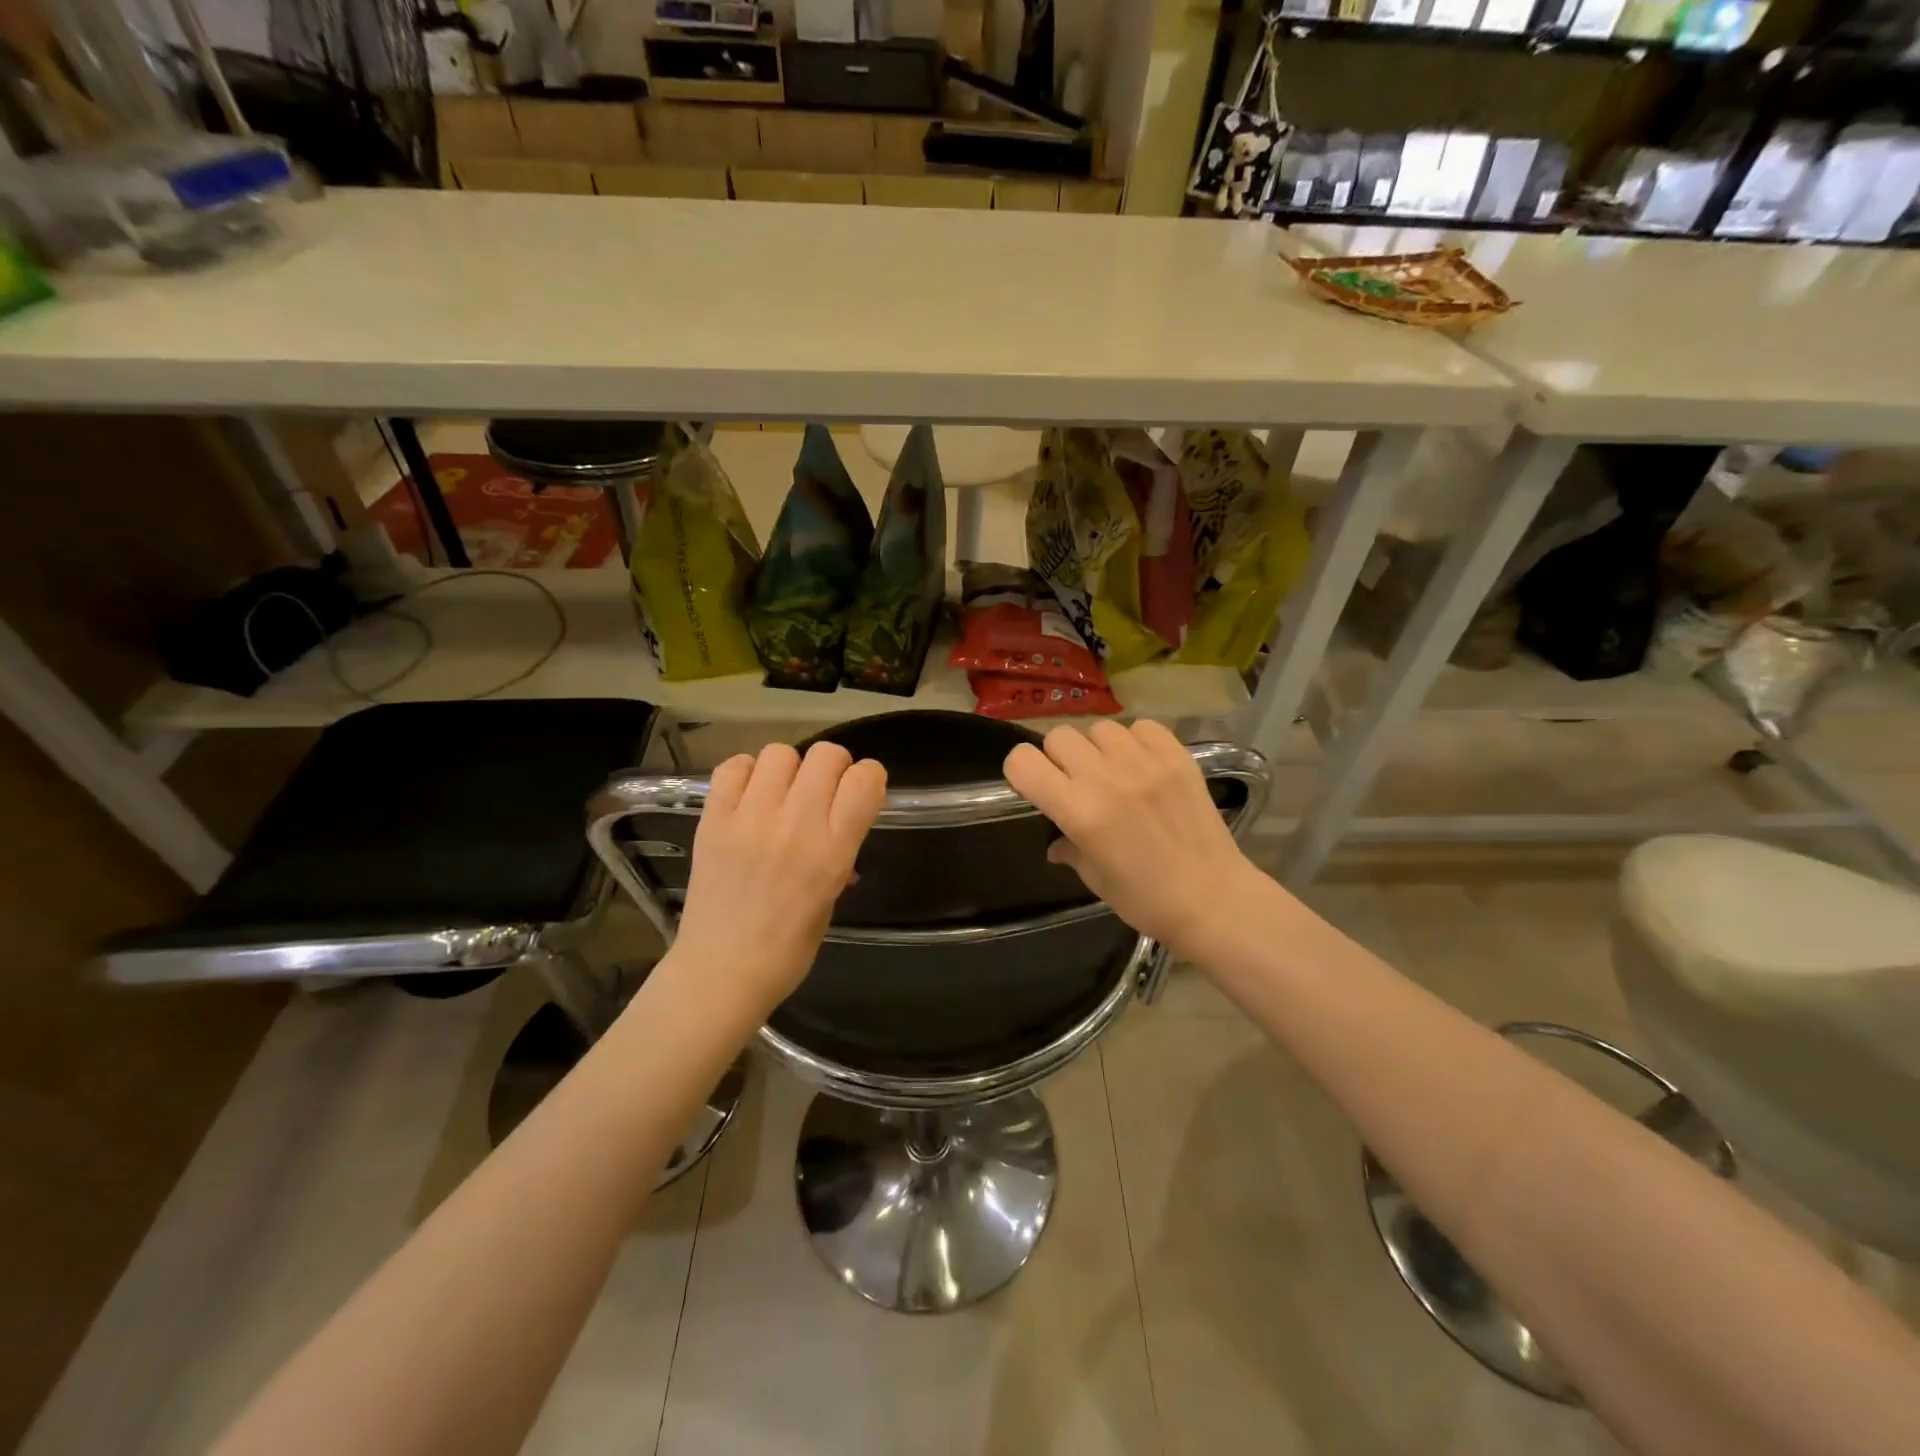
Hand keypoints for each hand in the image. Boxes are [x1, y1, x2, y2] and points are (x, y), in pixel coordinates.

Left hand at [668, 742, 887, 1016]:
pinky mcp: (713, 819)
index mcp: (832, 852)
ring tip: (781, 793)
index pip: (865, 779)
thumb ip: (840, 850)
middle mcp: (795, 826)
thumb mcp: (832, 896)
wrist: (721, 972)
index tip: (860, 791)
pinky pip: (734, 767)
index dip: (868, 777)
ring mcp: (750, 819)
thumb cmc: (788, 948)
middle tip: (822, 790)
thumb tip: (841, 820)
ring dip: (789, 768)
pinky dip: (746, 772)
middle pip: (826, 755)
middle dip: (833, 766)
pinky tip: (749, 795)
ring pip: (780, 752)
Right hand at [1004, 721, 1269, 960]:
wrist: (1214, 899)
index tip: (1034, 786)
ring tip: (1113, 772)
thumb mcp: (1094, 878)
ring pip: (1100, 728)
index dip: (1021, 771)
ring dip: (1098, 748)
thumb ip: (1069, 848)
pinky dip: (1135, 741)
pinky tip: (1142, 765)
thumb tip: (1055, 842)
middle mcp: (1107, 778)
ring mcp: (1145, 763)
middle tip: (1075, 782)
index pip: (1023, 762)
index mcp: (1079, 811)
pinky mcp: (1178, 756)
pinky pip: (1142, 727)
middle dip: (1059, 757)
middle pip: (1059, 737)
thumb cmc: (1146, 900)